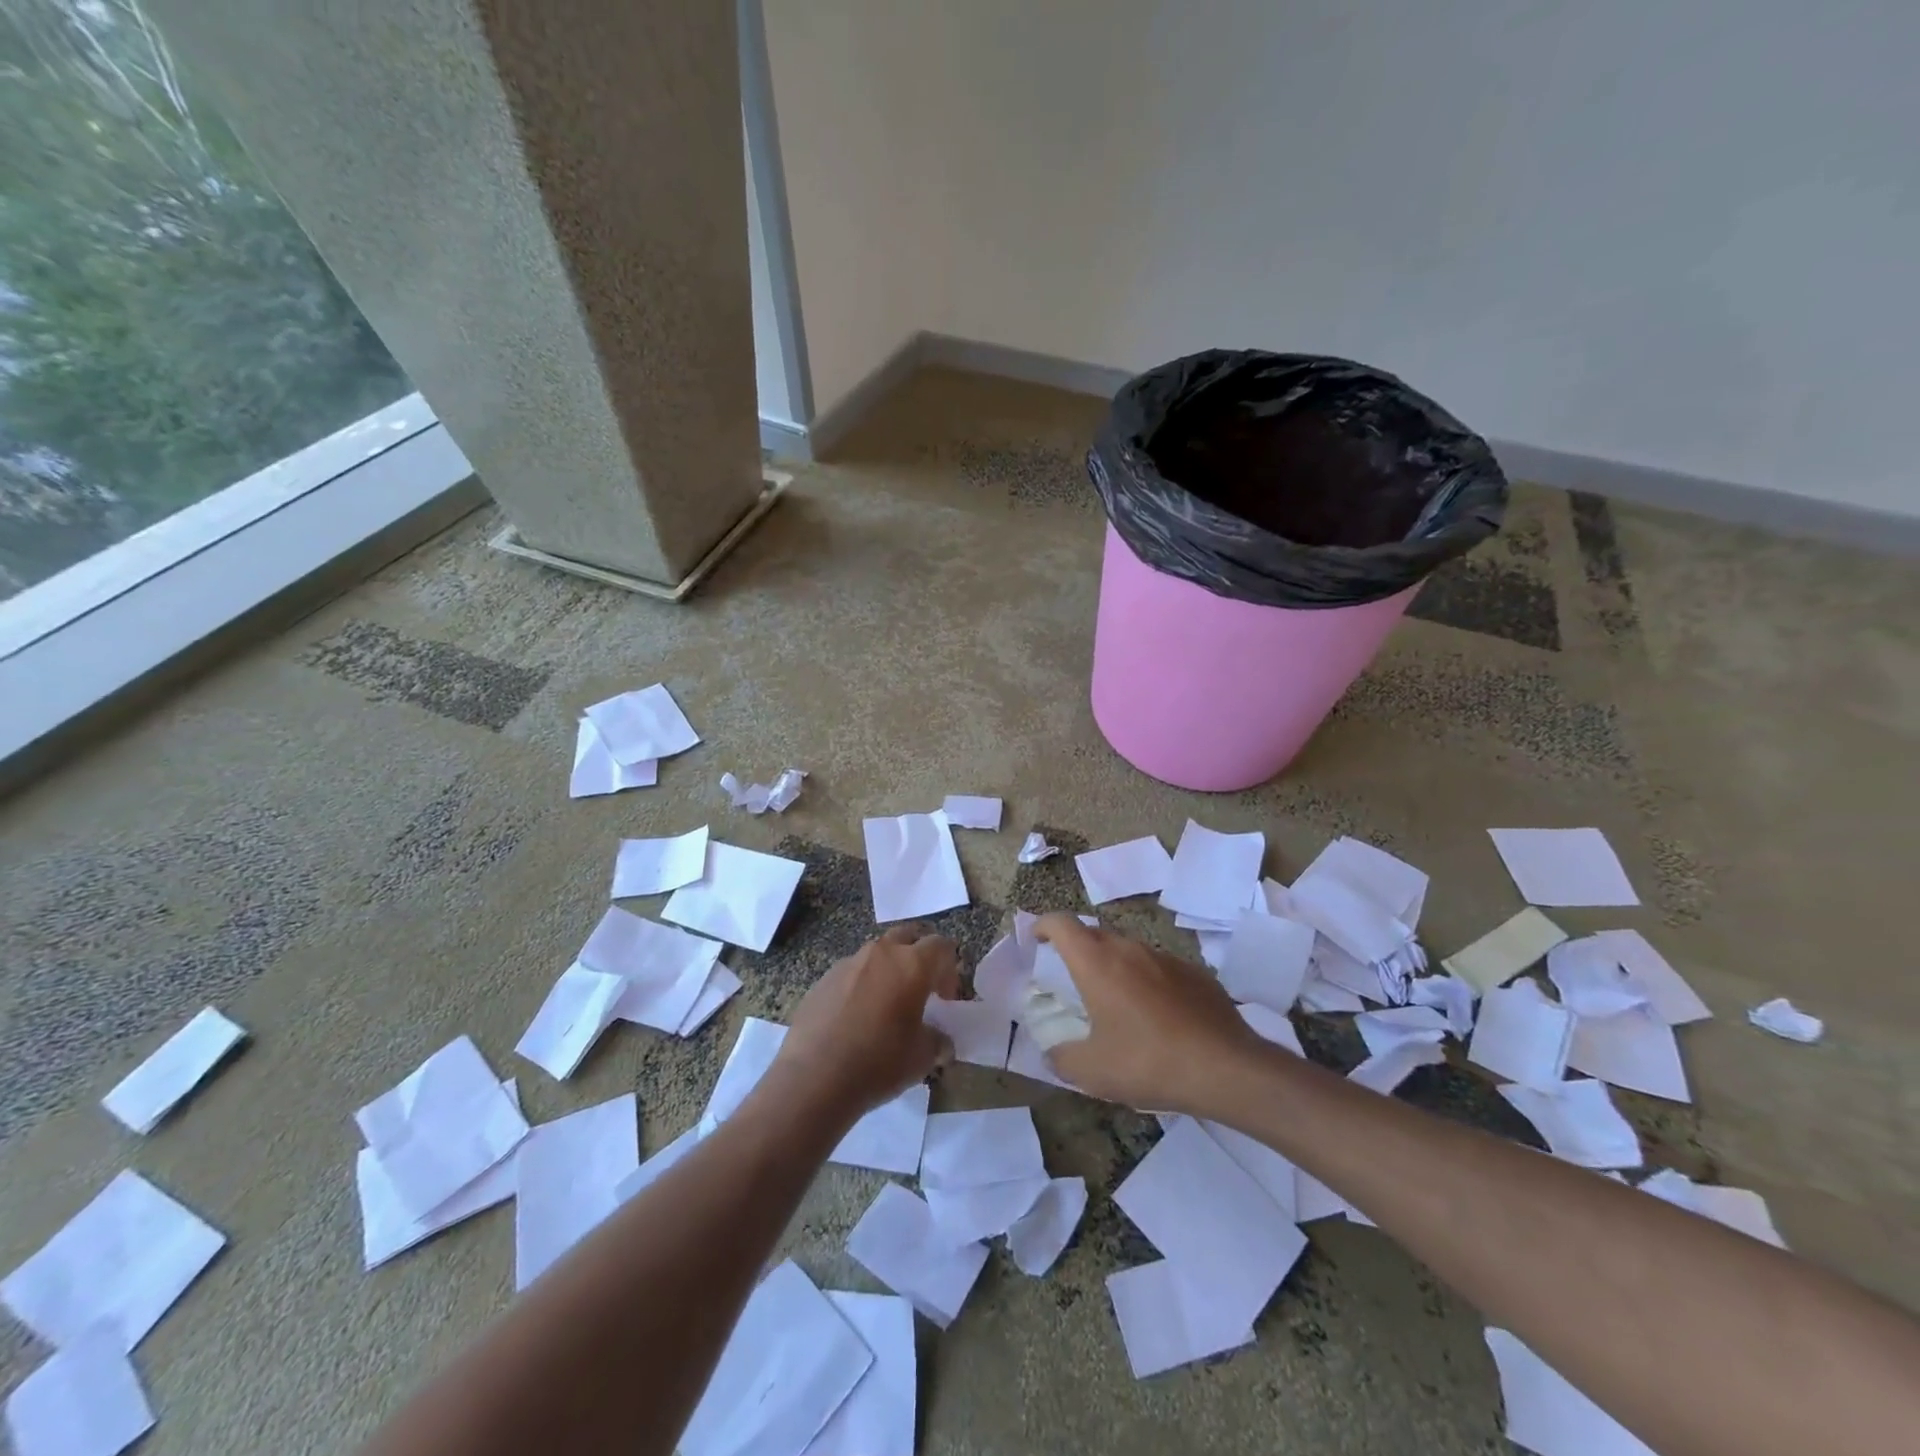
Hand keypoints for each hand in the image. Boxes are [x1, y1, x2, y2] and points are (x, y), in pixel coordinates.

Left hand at [769, 925, 961, 1124]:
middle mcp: (881, 953)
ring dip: (888, 970)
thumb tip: (940, 1042)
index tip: (945, 1000)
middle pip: (908, 936)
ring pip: (877, 954)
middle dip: (919, 956)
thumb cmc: (879, 1062)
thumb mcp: (923, 1058)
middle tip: (920, 989)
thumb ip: (938, 1040)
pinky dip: (861, 986)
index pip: (941, 946)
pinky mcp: (823, 979)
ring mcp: (848, 963)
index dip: (949, 969)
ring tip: (886, 1006)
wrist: (815, 1077)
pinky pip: (852, 973)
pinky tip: (855, 1019)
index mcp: (912, 964)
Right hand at [1035, 914, 1264, 1114]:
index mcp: (1097, 962)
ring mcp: (1165, 957)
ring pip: (1128, 950)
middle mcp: (1129, 949)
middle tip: (1071, 980)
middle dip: (1076, 950)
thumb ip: (1062, 1058)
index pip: (1061, 923)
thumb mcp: (1092, 1072)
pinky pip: (1158, 968)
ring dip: (1113, 966)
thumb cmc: (1148, 1062)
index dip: (1043, 926)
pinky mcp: (1194, 973)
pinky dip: (1146, 981)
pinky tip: (1155, 1016)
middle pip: (1094, 934)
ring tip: (1114, 1001)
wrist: (1225, 1068)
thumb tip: (1052, 1053)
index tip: (1036, 941)